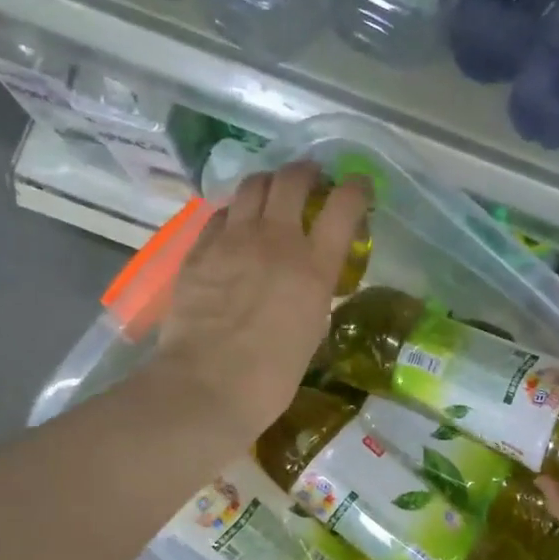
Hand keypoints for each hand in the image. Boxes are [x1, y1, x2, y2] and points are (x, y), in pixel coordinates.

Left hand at [154, 162, 367, 442]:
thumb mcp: (312, 330)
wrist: (209, 386)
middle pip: (293, 179)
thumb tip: (307, 278)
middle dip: (307, 173)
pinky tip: (234, 228)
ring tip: (271, 196)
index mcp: (314, 266)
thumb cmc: (272, 376)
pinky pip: (221, 214)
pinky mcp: (200, 249)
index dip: (356, 188)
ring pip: (253, 185)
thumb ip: (314, 292)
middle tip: (311, 181)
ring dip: (268, 184)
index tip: (359, 188)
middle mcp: (277, 240)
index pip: (345, 205)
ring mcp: (233, 240)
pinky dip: (235, 213)